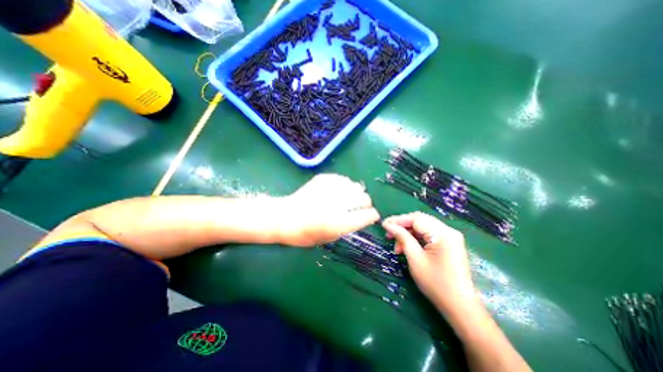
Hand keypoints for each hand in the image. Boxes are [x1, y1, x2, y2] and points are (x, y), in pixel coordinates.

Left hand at [277, 175, 377, 246]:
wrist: (284, 218)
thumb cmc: (305, 234)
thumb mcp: (329, 238)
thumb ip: (348, 227)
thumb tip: (362, 216)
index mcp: (339, 223)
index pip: (367, 215)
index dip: (372, 216)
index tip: (372, 216)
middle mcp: (337, 205)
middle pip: (364, 198)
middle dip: (366, 203)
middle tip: (362, 206)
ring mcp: (330, 189)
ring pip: (356, 186)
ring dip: (357, 193)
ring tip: (351, 197)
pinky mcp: (323, 179)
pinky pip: (343, 179)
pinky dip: (345, 185)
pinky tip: (339, 190)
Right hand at [380, 212, 479, 310]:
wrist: (460, 307)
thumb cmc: (436, 283)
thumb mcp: (415, 258)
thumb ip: (402, 237)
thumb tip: (388, 225)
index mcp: (443, 234)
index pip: (416, 218)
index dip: (398, 220)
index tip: (384, 225)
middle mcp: (449, 231)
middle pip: (420, 221)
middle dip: (402, 227)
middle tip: (389, 235)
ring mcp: (450, 237)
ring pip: (423, 227)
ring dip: (408, 234)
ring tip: (397, 247)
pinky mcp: (449, 244)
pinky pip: (429, 235)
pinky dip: (416, 239)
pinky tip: (407, 248)